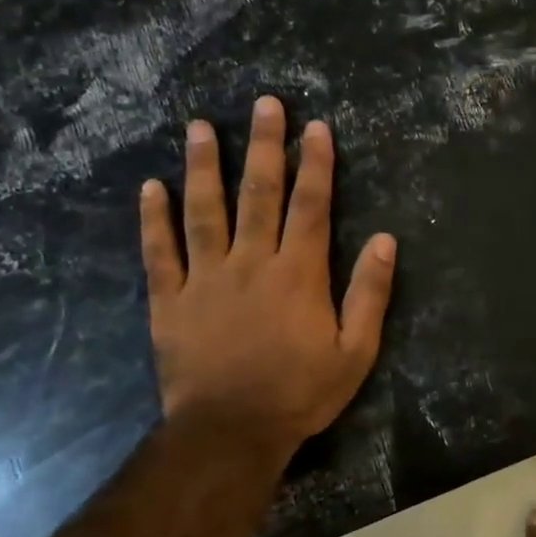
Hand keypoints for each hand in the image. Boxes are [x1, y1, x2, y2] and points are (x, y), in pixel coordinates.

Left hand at [140, 97, 395, 458]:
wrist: (231, 432)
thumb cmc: (301, 392)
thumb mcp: (356, 351)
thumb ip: (370, 293)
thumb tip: (386, 240)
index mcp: (299, 273)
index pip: (311, 206)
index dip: (315, 165)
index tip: (316, 128)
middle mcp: (252, 263)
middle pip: (259, 194)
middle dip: (264, 146)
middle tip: (265, 104)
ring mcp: (206, 278)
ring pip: (204, 211)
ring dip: (203, 167)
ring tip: (200, 127)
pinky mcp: (170, 300)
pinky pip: (159, 252)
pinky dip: (153, 218)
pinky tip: (150, 187)